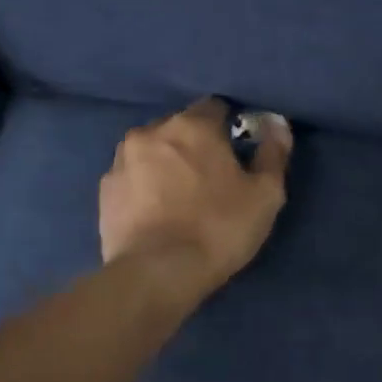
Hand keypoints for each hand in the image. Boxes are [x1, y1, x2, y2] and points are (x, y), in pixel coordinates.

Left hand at [100, 98, 293, 295]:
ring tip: (179, 198)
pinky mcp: (104, 190)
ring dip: (166, 163)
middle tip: (211, 180)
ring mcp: (121, 160)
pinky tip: (156, 213)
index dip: (229, 127)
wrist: (157, 273)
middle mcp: (152, 131)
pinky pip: (132, 177)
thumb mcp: (265, 195)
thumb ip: (273, 153)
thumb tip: (277, 123)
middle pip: (180, 127)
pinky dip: (144, 186)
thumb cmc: (219, 229)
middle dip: (195, 145)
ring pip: (152, 151)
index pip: (215, 107)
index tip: (237, 153)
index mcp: (193, 125)